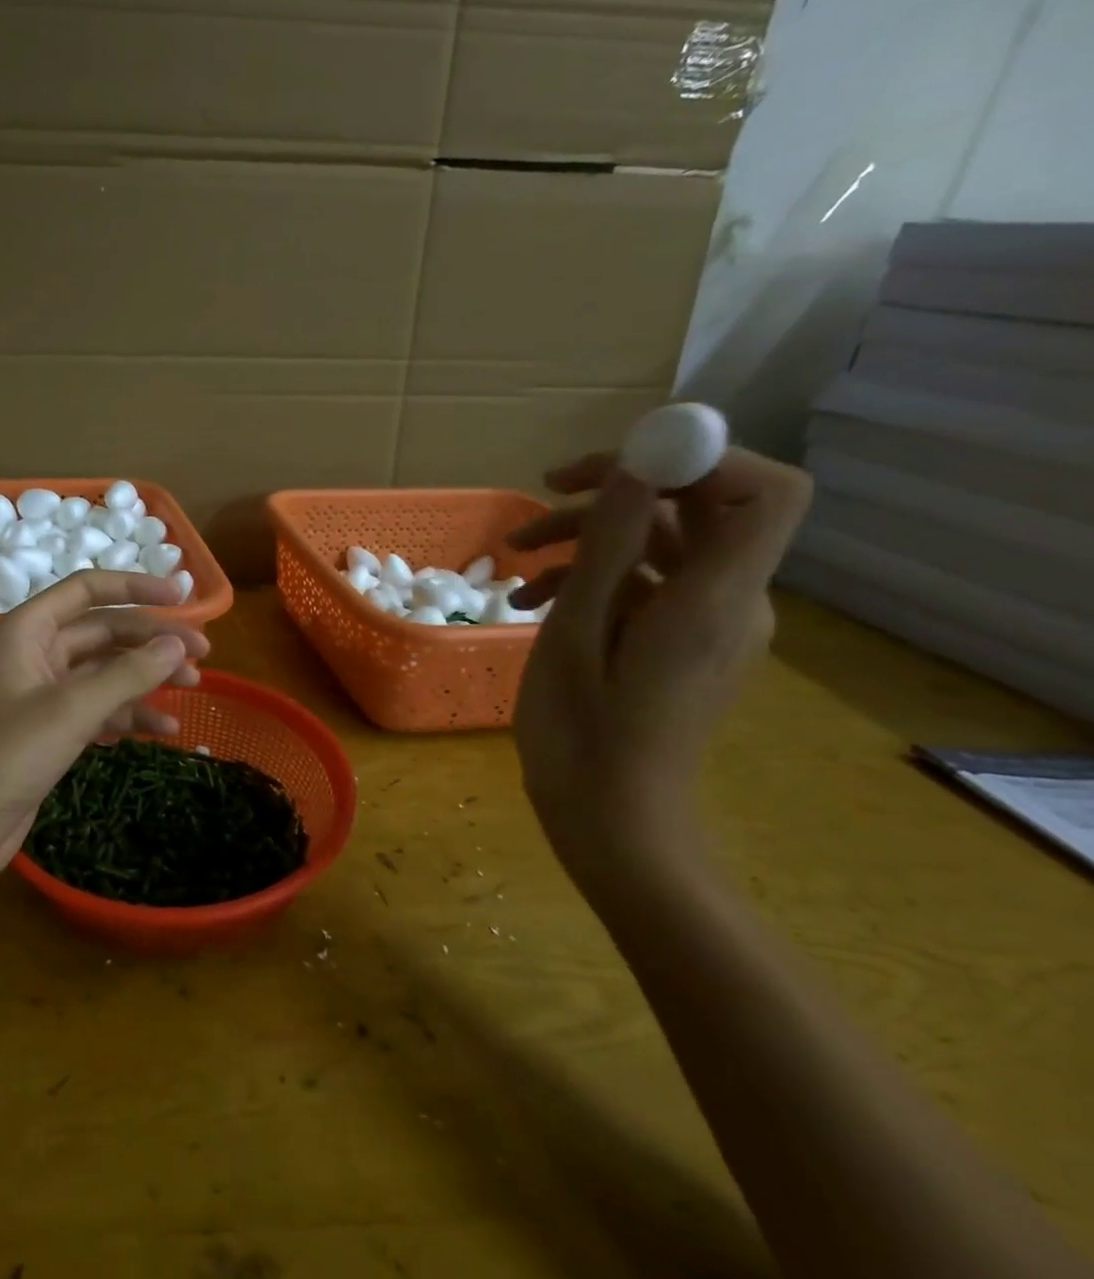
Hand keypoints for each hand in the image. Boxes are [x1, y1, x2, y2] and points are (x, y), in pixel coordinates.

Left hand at [0, 570, 209, 889]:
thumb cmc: (6, 755)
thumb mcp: (72, 709)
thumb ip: (128, 674)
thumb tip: (178, 644)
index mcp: (28, 630)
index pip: (88, 590)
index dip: (136, 588)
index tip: (182, 598)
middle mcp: (36, 653)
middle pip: (104, 631)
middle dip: (152, 640)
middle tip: (203, 654)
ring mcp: (44, 693)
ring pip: (106, 671)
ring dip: (147, 676)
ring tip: (194, 687)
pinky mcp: (52, 730)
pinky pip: (100, 708)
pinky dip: (131, 714)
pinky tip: (165, 728)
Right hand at [507, 447, 811, 887]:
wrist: (611, 821)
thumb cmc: (583, 736)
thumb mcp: (577, 636)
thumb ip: (610, 549)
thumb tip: (634, 468)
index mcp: (713, 600)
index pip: (763, 492)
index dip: (700, 457)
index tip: (616, 464)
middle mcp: (729, 601)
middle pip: (699, 507)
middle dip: (617, 490)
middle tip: (541, 494)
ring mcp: (707, 622)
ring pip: (661, 543)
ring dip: (589, 536)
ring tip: (515, 558)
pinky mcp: (682, 639)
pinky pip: (647, 583)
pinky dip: (593, 576)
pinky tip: (532, 598)